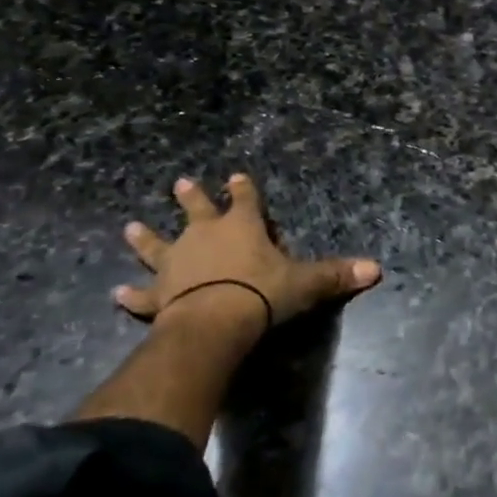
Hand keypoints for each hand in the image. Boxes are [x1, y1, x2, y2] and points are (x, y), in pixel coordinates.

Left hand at [114, 174, 381, 334]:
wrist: (214, 321)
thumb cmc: (261, 293)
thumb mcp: (305, 283)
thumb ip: (336, 275)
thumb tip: (377, 269)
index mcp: (241, 227)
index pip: (245, 200)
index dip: (243, 188)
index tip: (237, 175)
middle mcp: (204, 237)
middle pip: (196, 211)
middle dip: (192, 198)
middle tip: (181, 183)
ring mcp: (176, 264)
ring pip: (158, 246)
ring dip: (146, 238)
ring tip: (130, 227)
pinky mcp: (158, 295)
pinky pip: (142, 295)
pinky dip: (132, 295)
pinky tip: (119, 292)